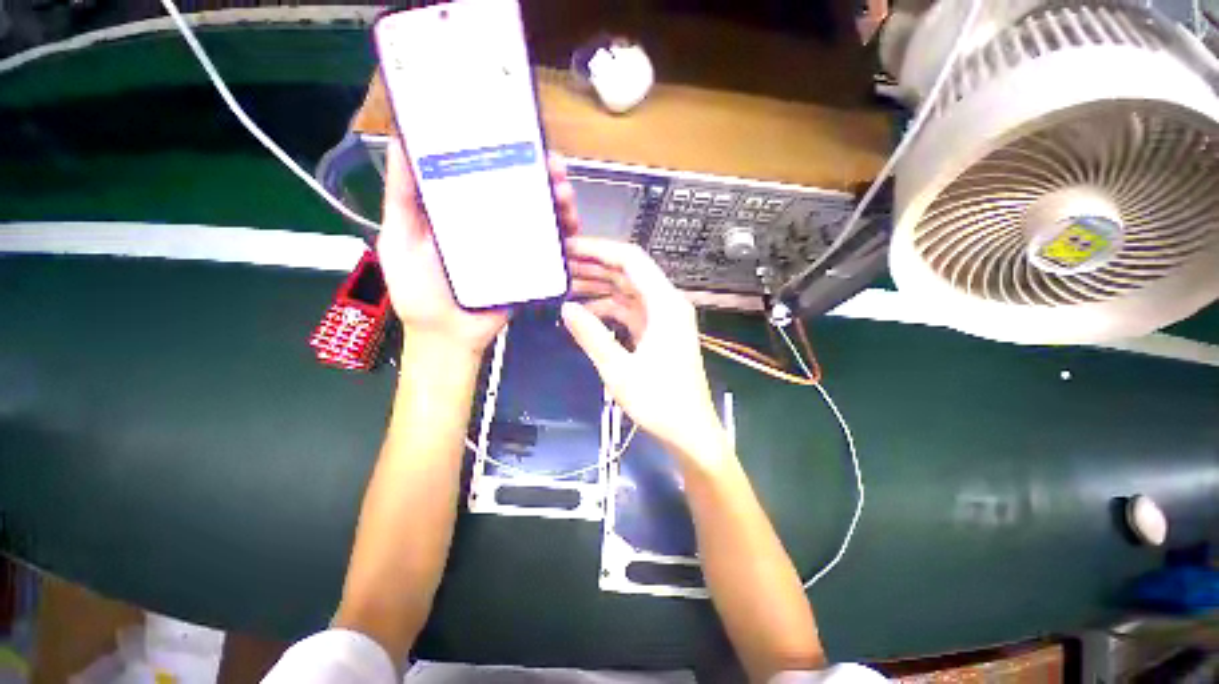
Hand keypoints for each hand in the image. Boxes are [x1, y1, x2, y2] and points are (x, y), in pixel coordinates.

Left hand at [377, 137, 580, 356]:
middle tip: (554, 166)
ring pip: (542, 216)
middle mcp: (492, 222)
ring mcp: (514, 245)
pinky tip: (572, 225)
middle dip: (541, 174)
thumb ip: (402, 197)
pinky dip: (565, 235)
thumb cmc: (419, 290)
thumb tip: (402, 142)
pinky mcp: (530, 268)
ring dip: (558, 201)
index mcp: (462, 209)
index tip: (519, 134)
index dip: (505, 151)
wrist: (449, 335)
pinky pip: (551, 248)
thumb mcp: (400, 237)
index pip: (487, 172)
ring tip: (565, 194)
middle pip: (522, 191)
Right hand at [560, 237, 729, 467]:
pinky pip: (631, 312)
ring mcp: (664, 319)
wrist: (689, 431)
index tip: (570, 248)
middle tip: (562, 264)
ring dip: (601, 288)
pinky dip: (609, 309)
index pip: (631, 260)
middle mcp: (667, 304)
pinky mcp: (659, 333)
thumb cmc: (659, 402)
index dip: (600, 250)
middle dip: (596, 266)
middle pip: (630, 273)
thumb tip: (566, 308)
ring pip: (629, 292)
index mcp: (665, 305)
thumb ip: (592, 336)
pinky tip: (586, 313)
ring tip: (567, 285)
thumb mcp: (619, 369)